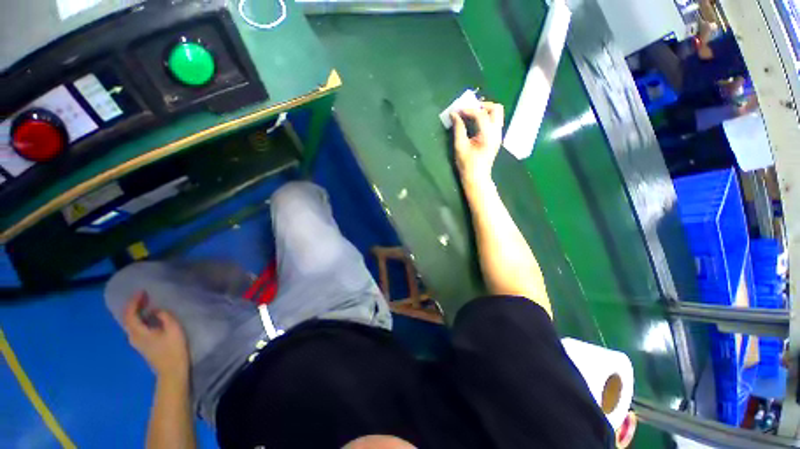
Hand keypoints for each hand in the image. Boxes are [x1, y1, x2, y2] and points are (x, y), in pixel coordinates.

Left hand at [123, 291, 188, 377]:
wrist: (171, 370)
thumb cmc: (173, 348)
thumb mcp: (173, 329)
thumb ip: (164, 316)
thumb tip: (155, 310)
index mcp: (138, 332)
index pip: (130, 314)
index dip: (134, 302)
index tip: (141, 291)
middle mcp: (133, 337)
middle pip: (127, 319)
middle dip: (133, 306)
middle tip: (143, 296)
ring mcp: (136, 342)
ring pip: (130, 324)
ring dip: (135, 312)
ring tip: (146, 304)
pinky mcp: (142, 345)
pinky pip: (135, 328)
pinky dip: (138, 319)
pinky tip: (147, 317)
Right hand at [451, 101, 503, 185]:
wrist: (477, 178)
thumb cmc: (467, 165)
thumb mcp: (460, 146)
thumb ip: (458, 128)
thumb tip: (454, 114)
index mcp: (488, 135)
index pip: (481, 115)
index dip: (468, 110)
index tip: (457, 111)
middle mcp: (496, 133)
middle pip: (496, 109)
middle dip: (482, 105)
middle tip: (468, 109)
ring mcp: (498, 135)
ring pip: (497, 114)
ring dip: (485, 111)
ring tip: (471, 114)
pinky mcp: (496, 138)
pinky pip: (494, 121)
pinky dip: (485, 117)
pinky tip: (475, 122)